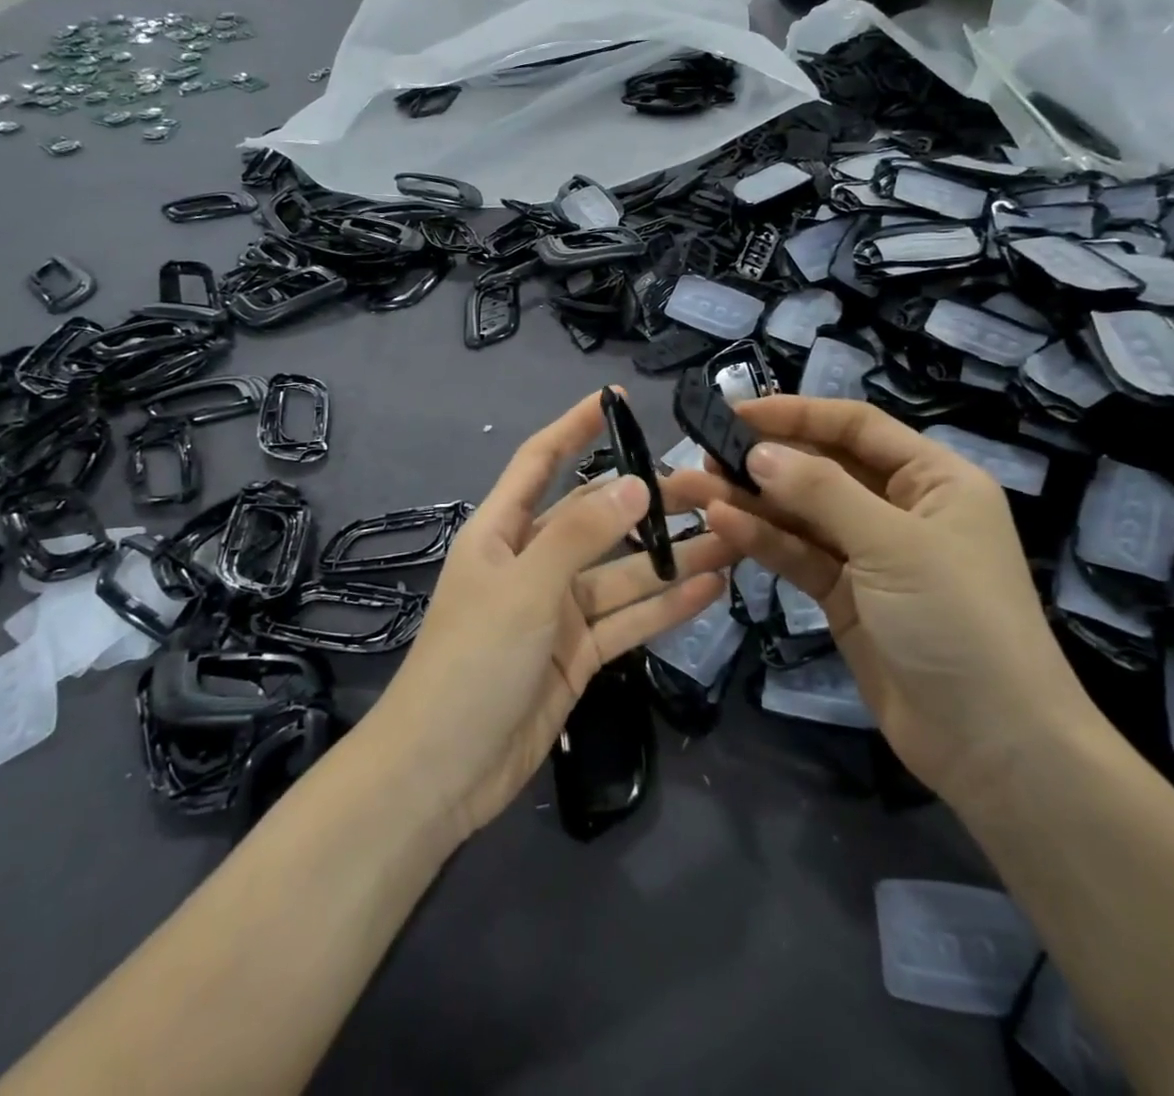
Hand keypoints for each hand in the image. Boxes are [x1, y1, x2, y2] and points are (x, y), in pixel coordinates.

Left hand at [375, 390, 733, 842]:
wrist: (442, 773)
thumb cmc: (472, 662)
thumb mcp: (525, 588)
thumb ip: (581, 534)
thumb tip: (637, 484)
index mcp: (501, 532)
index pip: (540, 462)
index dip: (574, 428)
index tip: (617, 401)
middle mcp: (531, 563)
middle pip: (597, 519)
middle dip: (648, 502)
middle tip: (712, 487)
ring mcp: (557, 611)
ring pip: (623, 573)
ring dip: (672, 557)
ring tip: (732, 536)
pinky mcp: (579, 655)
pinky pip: (628, 621)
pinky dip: (666, 607)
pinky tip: (711, 588)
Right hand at [686, 396, 1099, 806]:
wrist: (993, 747)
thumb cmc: (958, 622)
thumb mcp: (893, 545)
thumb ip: (821, 493)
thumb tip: (759, 452)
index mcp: (933, 479)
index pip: (856, 427)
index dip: (797, 414)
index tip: (736, 412)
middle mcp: (901, 508)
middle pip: (823, 469)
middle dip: (765, 461)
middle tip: (704, 456)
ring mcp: (871, 555)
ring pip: (803, 514)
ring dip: (751, 502)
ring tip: (694, 490)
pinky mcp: (846, 596)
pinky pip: (799, 556)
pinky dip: (763, 541)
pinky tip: (722, 526)